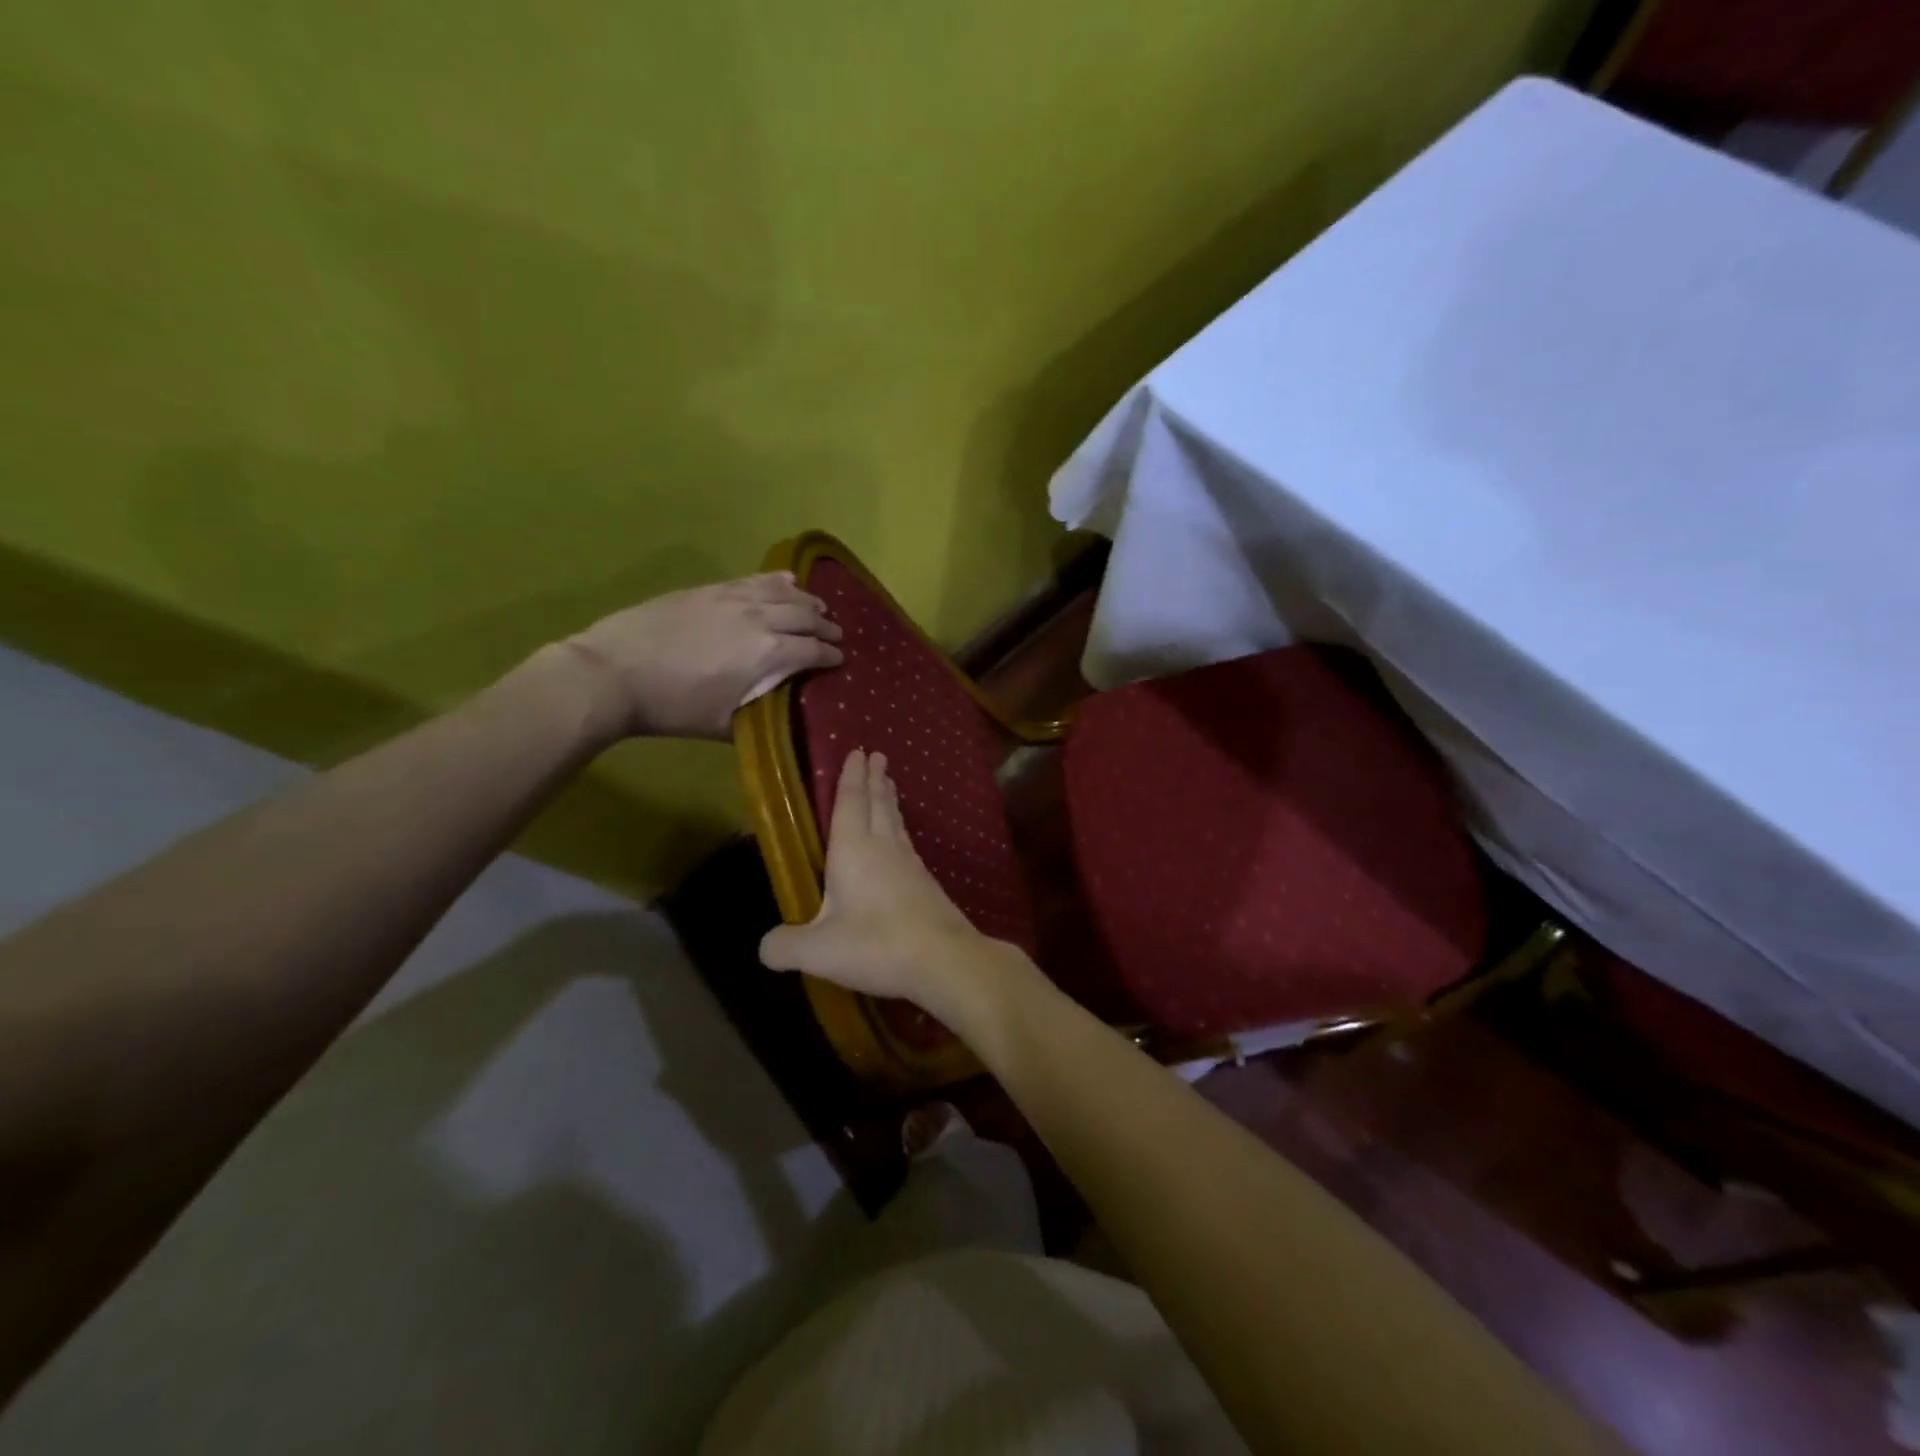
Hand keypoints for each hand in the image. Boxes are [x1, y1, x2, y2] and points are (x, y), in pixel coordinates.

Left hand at [562, 572, 842, 739]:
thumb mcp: (725, 724)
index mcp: (769, 656)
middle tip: (836, 635)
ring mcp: (735, 598)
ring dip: (808, 601)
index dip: (832, 656)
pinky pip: (756, 579)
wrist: (616, 672)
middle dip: (827, 627)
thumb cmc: (674, 707)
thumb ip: (761, 712)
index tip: (840, 661)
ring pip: (785, 593)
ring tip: (819, 607)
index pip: (814, 651)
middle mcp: (761, 619)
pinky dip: (779, 581)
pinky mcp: (713, 588)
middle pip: (807, 617)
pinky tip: (788, 581)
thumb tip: (781, 708)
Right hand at [760, 750, 1031, 1022]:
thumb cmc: (877, 945)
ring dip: (889, 800)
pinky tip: (902, 841)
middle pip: (878, 804)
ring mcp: (910, 864)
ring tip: (888, 785)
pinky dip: (900, 829)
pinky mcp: (926, 883)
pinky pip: (907, 843)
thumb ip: (785, 945)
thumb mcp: (818, 951)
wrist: (945, 959)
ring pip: (896, 822)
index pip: (850, 802)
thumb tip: (766, 947)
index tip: (857, 751)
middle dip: (874, 779)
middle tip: (877, 755)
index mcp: (853, 850)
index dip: (851, 777)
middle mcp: (883, 847)